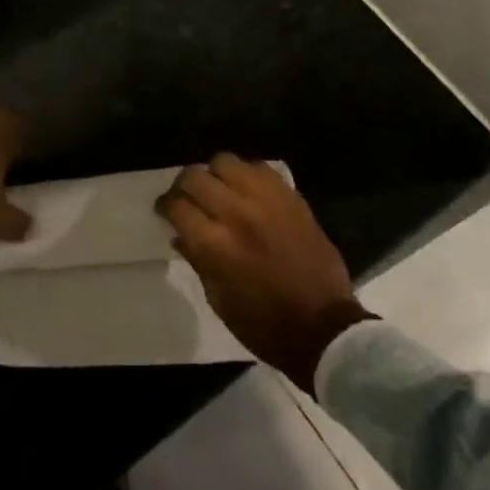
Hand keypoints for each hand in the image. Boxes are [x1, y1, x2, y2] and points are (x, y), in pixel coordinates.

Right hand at [157, 154, 372, 392]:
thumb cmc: (264, 325)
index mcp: (216, 246)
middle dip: (184, 186)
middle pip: (196, 176)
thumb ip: (197, 260)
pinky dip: (246, 175)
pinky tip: (246, 190)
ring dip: (214, 174)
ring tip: (218, 189)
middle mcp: (238, 214)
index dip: (165, 206)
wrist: (324, 327)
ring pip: (226, 161)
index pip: (177, 206)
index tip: (165, 211)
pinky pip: (259, 167)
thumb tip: (180, 234)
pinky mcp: (291, 196)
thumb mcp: (219, 301)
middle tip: (186, 198)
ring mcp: (267, 200)